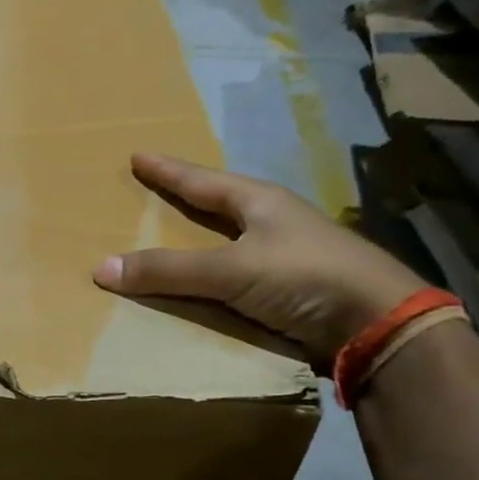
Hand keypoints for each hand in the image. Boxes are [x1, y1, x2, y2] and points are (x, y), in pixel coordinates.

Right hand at [92, 153, 425, 365]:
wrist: (378, 323)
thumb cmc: (303, 275)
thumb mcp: (230, 270)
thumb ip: (168, 270)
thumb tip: (100, 268)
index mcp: (259, 202)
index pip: (200, 180)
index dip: (167, 170)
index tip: (137, 156)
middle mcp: (272, 223)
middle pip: (217, 206)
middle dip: (186, 200)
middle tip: (153, 194)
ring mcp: (286, 257)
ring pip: (230, 243)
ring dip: (200, 243)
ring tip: (170, 241)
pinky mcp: (292, 291)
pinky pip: (237, 279)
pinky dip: (212, 280)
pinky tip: (200, 288)